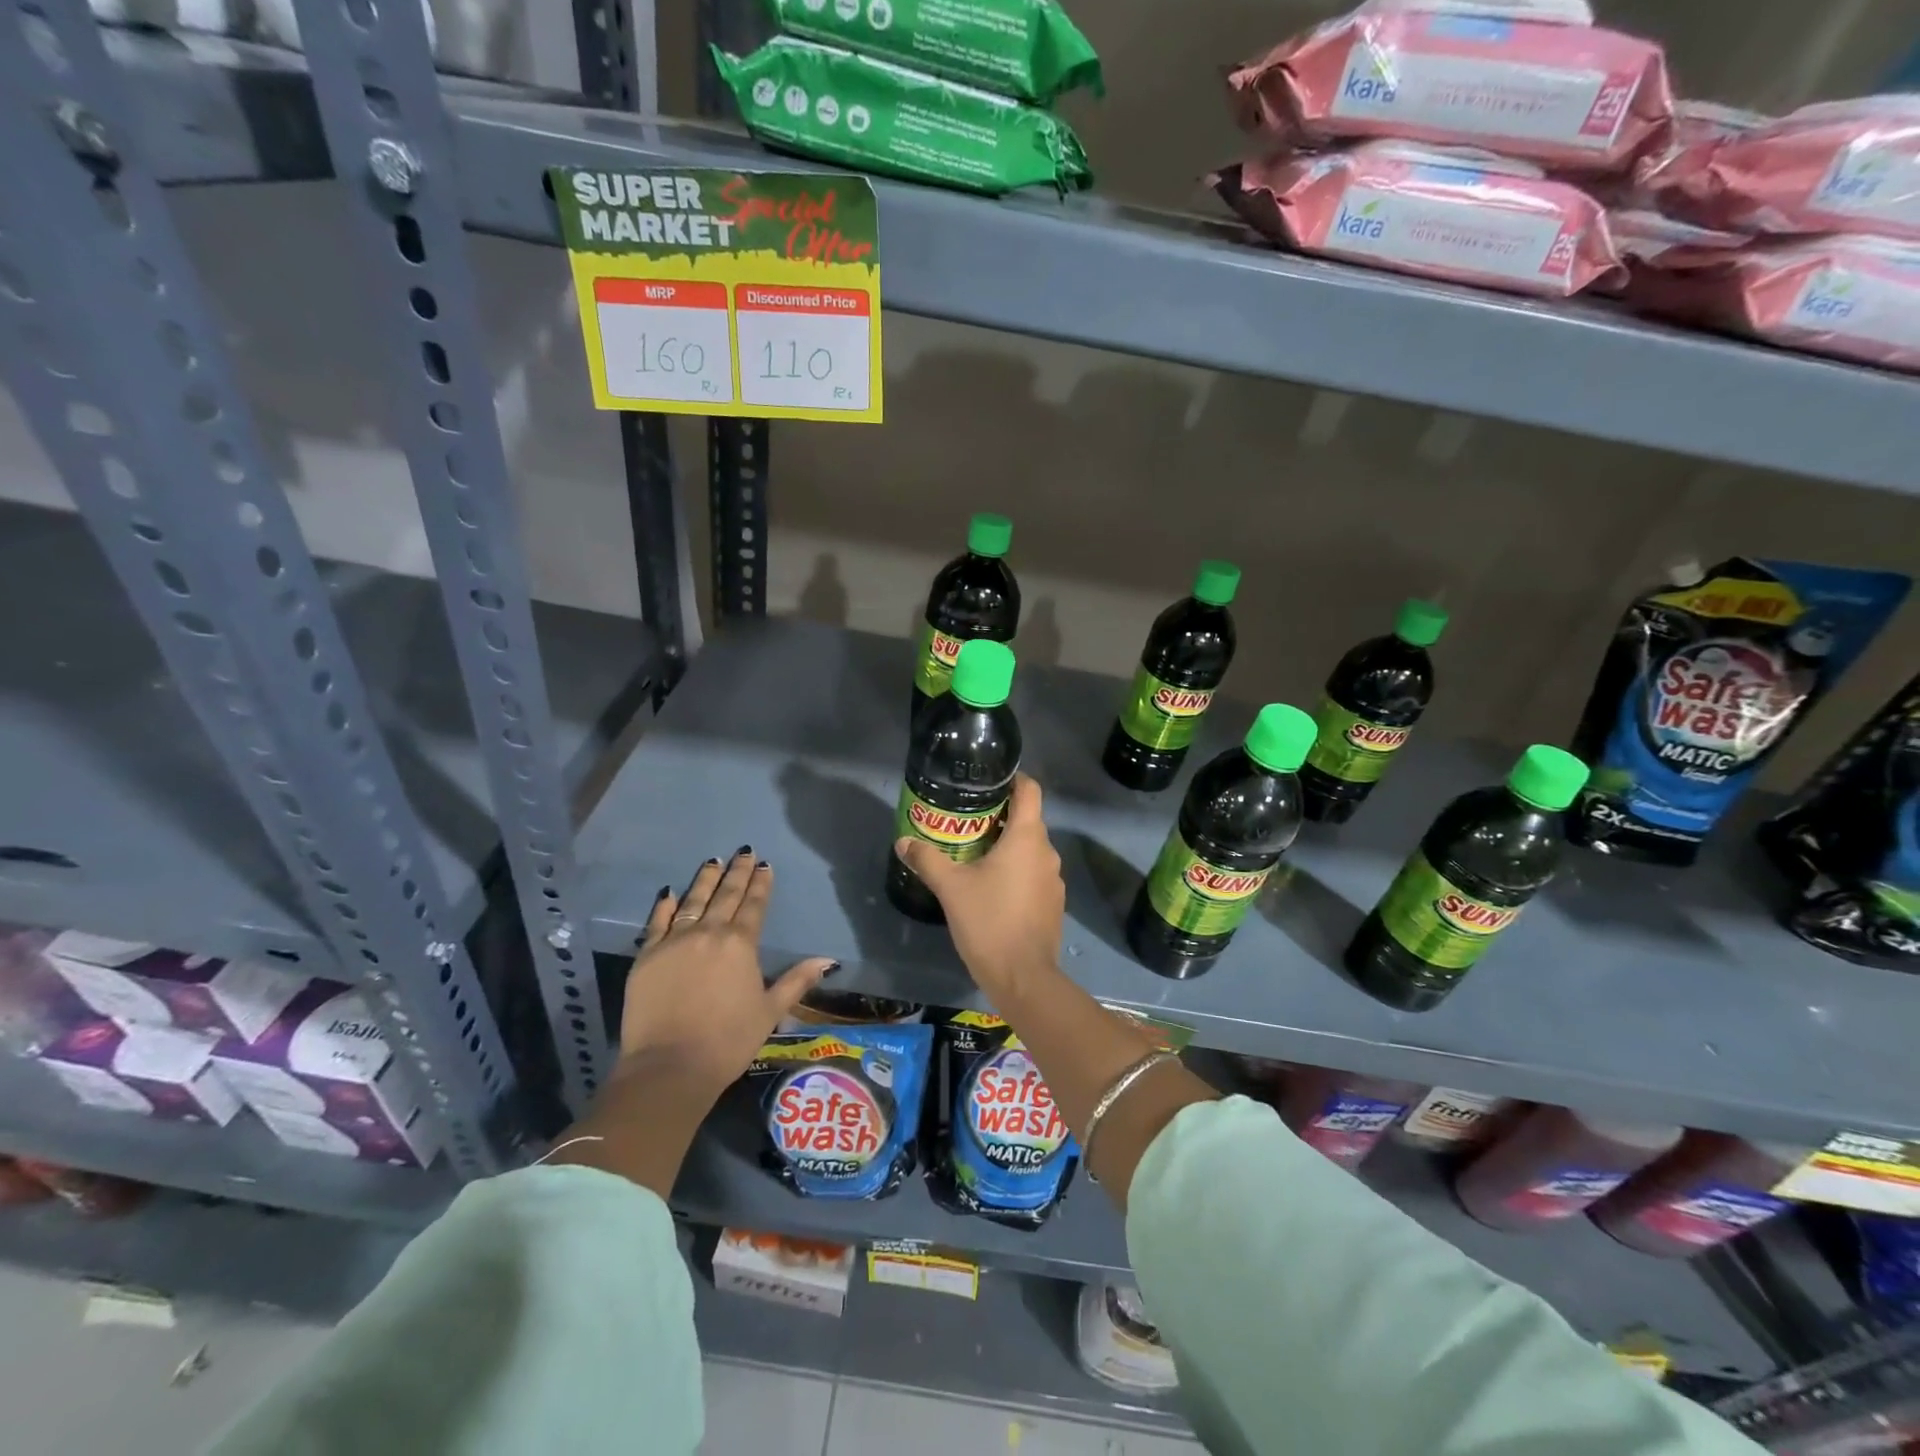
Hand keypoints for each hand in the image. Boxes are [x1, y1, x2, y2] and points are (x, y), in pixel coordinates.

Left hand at [620, 849, 836, 1094]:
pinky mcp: (646, 956)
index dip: (760, 884)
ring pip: (692, 901)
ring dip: (705, 880)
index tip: (764, 865)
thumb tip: (828, 960)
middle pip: (725, 895)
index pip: (754, 905)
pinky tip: (670, 892)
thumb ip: (797, 981)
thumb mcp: (770, 1011)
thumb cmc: (728, 1041)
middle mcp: (708, 933)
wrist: (669, 1067)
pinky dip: (664, 905)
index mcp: (740, 944)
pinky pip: (656, 922)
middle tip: (744, 852)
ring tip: (713, 861)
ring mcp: (674, 942)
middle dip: (737, 872)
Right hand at [893, 774, 1063, 999]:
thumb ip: (927, 860)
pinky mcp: (1053, 903)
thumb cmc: (988, 922)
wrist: (1023, 977)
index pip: (1030, 790)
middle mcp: (1047, 852)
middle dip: (1000, 816)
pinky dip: (1016, 870)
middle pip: (1028, 820)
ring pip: (1031, 849)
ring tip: (976, 852)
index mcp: (1027, 838)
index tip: (989, 781)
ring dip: (1008, 846)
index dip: (1012, 779)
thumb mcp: (951, 888)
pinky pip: (1034, 873)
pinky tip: (992, 886)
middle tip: (967, 820)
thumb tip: (903, 842)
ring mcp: (1054, 879)